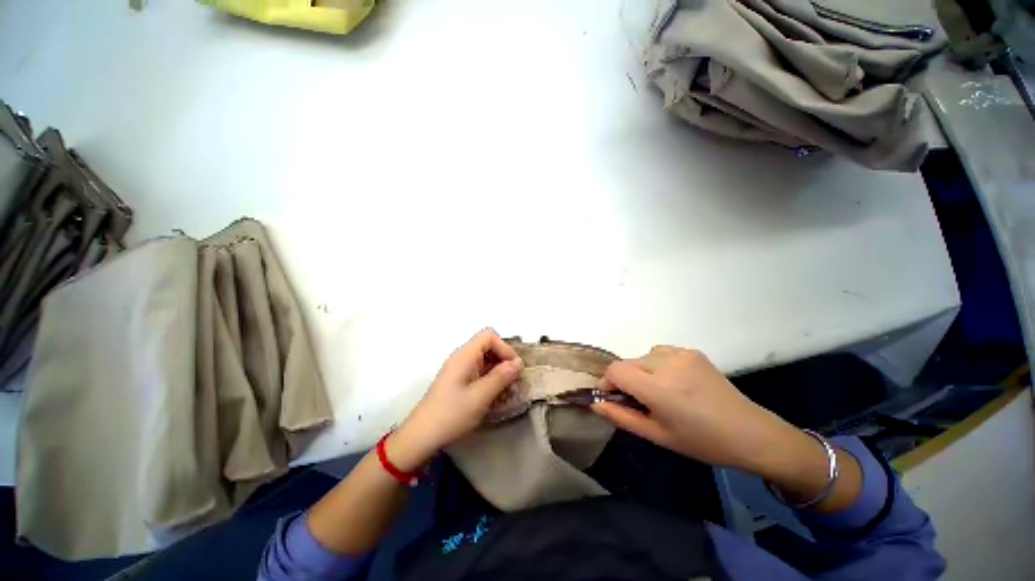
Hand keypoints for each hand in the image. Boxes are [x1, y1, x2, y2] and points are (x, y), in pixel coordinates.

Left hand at [388, 328, 522, 470]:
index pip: (489, 336)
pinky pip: (479, 370)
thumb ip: (501, 377)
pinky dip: (490, 378)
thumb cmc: (452, 414)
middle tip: (514, 378)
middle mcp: (462, 357)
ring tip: (508, 388)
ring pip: (485, 359)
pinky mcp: (458, 380)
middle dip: (503, 359)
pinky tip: (496, 394)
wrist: (421, 436)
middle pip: (488, 345)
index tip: (513, 367)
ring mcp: (459, 369)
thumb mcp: (481, 396)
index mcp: (465, 355)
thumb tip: (518, 363)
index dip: (504, 347)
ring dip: (498, 370)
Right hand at [591, 346, 818, 475]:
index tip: (614, 398)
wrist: (749, 433)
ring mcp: (681, 354)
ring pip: (643, 356)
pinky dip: (657, 363)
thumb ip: (621, 417)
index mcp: (658, 387)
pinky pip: (660, 352)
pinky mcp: (692, 351)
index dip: (608, 383)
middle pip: (628, 363)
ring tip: (659, 390)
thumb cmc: (700, 441)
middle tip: (641, 400)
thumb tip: (595, 403)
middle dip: (625, 379)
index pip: (615, 371)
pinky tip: (674, 381)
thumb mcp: (656, 435)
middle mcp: (667, 363)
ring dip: (641, 370)